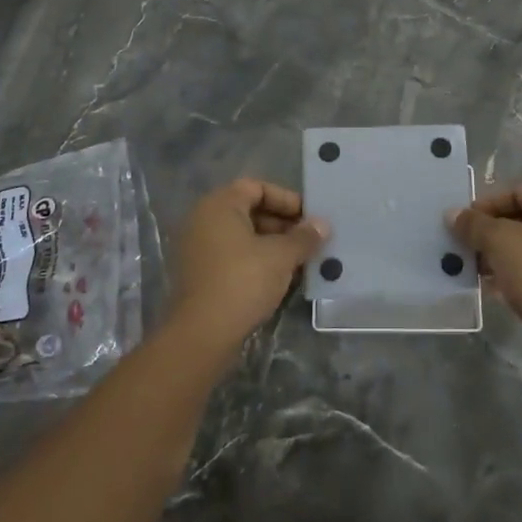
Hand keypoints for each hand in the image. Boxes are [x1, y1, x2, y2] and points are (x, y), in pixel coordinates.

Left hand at [168, 178, 327, 352]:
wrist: (202, 333)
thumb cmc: (244, 280)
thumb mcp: (281, 256)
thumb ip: (304, 237)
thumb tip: (323, 224)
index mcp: (219, 205)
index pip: (257, 187)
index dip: (286, 199)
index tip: (309, 217)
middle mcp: (203, 219)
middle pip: (249, 210)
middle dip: (282, 224)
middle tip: (309, 240)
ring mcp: (198, 248)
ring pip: (242, 236)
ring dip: (272, 244)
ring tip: (300, 260)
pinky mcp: (199, 274)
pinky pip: (232, 255)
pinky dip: (256, 260)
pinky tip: (279, 277)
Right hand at [448, 183, 521, 365]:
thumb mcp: (498, 241)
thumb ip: (474, 224)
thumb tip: (452, 214)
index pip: (520, 192)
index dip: (488, 205)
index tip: (466, 221)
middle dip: (494, 232)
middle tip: (469, 245)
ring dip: (504, 254)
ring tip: (477, 268)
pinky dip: (520, 272)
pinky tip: (495, 286)